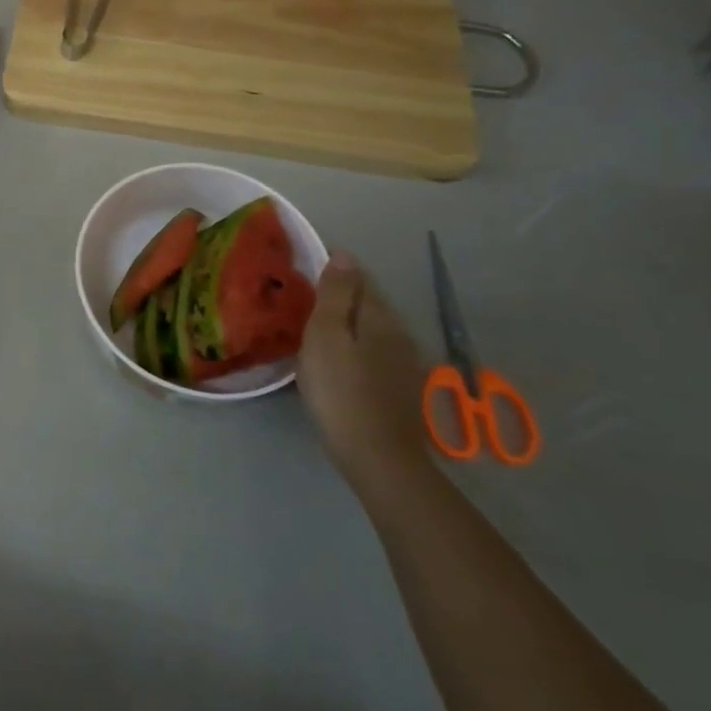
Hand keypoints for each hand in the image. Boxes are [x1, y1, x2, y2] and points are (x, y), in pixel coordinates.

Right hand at [298, 252, 432, 491]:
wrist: (378, 457)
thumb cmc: (340, 390)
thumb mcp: (326, 336)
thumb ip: (334, 294)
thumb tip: (344, 254)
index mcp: (378, 316)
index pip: (359, 278)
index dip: (335, 270)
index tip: (306, 270)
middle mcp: (398, 332)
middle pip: (369, 302)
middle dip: (343, 295)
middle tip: (307, 297)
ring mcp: (404, 362)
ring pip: (374, 328)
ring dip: (350, 322)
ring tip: (320, 326)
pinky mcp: (401, 388)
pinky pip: (376, 352)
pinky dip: (358, 346)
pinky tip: (342, 359)